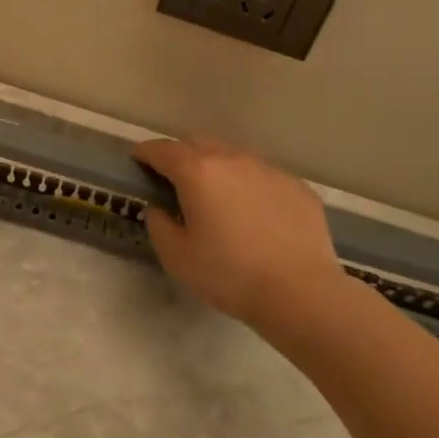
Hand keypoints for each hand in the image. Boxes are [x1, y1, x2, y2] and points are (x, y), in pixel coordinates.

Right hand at [132, 136, 353, 344]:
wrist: (301, 293)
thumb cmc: (229, 274)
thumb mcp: (176, 256)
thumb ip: (159, 224)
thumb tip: (161, 208)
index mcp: (197, 172)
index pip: (161, 150)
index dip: (144, 153)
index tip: (137, 160)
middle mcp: (232, 159)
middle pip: (198, 144)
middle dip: (180, 155)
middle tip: (173, 179)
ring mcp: (269, 170)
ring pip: (233, 156)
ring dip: (216, 167)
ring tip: (215, 194)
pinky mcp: (297, 187)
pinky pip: (262, 176)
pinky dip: (248, 185)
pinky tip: (252, 212)